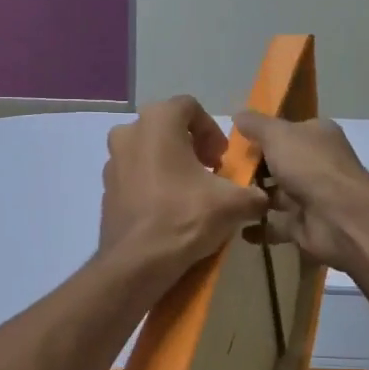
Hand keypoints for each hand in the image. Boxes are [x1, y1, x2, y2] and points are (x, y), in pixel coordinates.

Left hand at [99, 97, 266, 283]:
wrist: (137, 263)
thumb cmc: (184, 217)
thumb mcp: (232, 204)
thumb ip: (253, 194)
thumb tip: (262, 199)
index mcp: (157, 122)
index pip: (190, 107)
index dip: (211, 130)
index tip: (221, 159)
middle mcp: (128, 133)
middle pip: (166, 128)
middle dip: (191, 147)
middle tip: (209, 173)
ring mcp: (112, 162)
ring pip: (148, 152)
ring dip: (171, 165)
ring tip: (191, 194)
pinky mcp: (106, 190)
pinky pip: (135, 177)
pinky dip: (152, 185)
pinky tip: (169, 211)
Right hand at [234, 111, 368, 272]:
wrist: (337, 216)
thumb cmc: (308, 165)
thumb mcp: (277, 134)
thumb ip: (256, 125)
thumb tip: (238, 114)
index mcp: (317, 135)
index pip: (288, 130)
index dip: (263, 134)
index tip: (234, 142)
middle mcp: (317, 163)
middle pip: (280, 163)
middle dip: (254, 169)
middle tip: (221, 172)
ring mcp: (312, 195)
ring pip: (277, 195)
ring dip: (254, 198)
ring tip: (224, 198)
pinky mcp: (305, 224)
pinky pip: (277, 225)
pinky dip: (259, 228)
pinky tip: (236, 226)